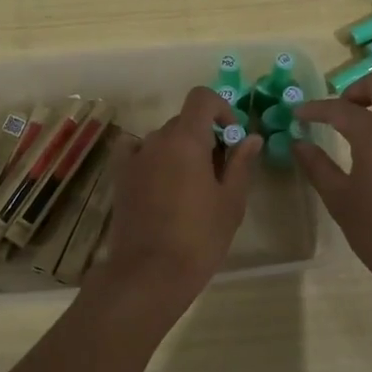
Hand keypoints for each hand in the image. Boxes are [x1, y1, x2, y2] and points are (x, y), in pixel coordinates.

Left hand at [87, 86, 261, 320]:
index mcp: (186, 139)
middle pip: (184, 121)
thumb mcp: (230, 201)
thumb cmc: (199, 237)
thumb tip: (251, 137)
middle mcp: (156, 139)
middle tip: (219, 173)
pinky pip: (137, 152)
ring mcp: (135, 157)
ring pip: (163, 139)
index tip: (233, 138)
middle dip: (205, 137)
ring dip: (180, 150)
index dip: (222, 109)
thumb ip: (241, 163)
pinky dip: (151, 157)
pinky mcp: (120, 177)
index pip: (201, 98)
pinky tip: (160, 181)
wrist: (149, 274)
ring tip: (192, 188)